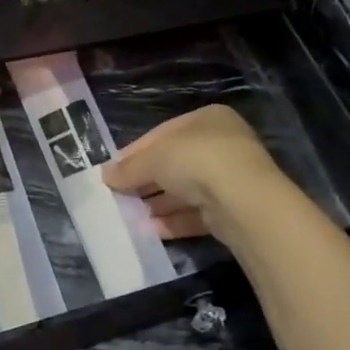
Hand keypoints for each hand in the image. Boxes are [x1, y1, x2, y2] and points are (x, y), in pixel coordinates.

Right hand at [102, 105, 281, 239]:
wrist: (244, 202)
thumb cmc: (197, 161)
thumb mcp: (154, 158)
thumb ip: (129, 167)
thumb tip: (106, 175)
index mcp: (207, 119)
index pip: (163, 134)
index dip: (135, 152)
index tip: (113, 171)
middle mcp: (223, 145)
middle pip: (174, 163)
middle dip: (146, 180)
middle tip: (119, 195)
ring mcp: (231, 179)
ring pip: (185, 191)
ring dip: (158, 203)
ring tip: (131, 216)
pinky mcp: (233, 210)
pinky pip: (197, 214)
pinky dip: (174, 221)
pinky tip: (151, 230)